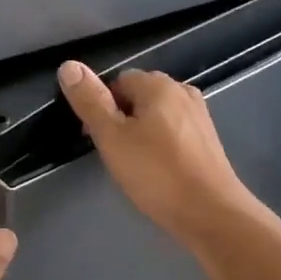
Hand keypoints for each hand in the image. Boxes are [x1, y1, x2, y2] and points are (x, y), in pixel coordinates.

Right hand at [56, 61, 259, 245]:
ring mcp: (199, 117)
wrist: (211, 213)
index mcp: (159, 85)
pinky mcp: (208, 141)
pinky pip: (173, 133)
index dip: (101, 106)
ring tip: (133, 165)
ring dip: (140, 134)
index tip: (95, 137)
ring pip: (157, 116)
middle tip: (112, 153)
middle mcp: (183, 92)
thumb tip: (69, 65)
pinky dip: (160, 146)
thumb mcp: (112, 138)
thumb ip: (90, 102)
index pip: (118, 81)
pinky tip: (157, 171)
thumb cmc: (157, 174)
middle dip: (120, 119)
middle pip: (139, 96)